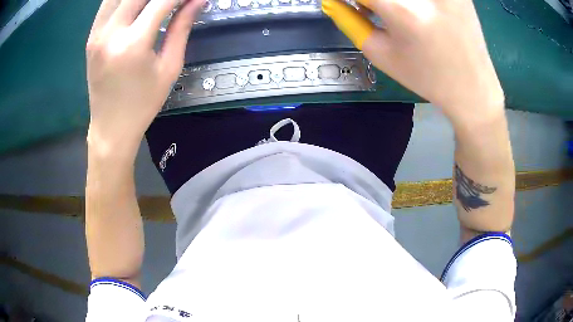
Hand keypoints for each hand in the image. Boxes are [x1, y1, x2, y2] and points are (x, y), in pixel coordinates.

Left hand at [86, 0, 204, 155]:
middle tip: (172, 1)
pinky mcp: (91, 37)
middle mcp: (110, 33)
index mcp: (133, 44)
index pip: (162, 1)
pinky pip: (107, 4)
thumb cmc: (143, 103)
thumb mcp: (169, 67)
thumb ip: (181, 27)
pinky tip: (135, 5)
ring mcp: (97, 34)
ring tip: (153, 4)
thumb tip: (198, 0)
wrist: (111, 128)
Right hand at [322, 0, 504, 122]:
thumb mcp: (380, 54)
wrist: (472, 88)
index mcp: (402, 10)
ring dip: (394, 2)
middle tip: (374, 10)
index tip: (354, 6)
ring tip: (397, 12)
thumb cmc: (426, 77)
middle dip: (374, 1)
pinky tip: (419, 10)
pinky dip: (417, 3)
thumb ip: (350, 20)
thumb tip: (334, 0)